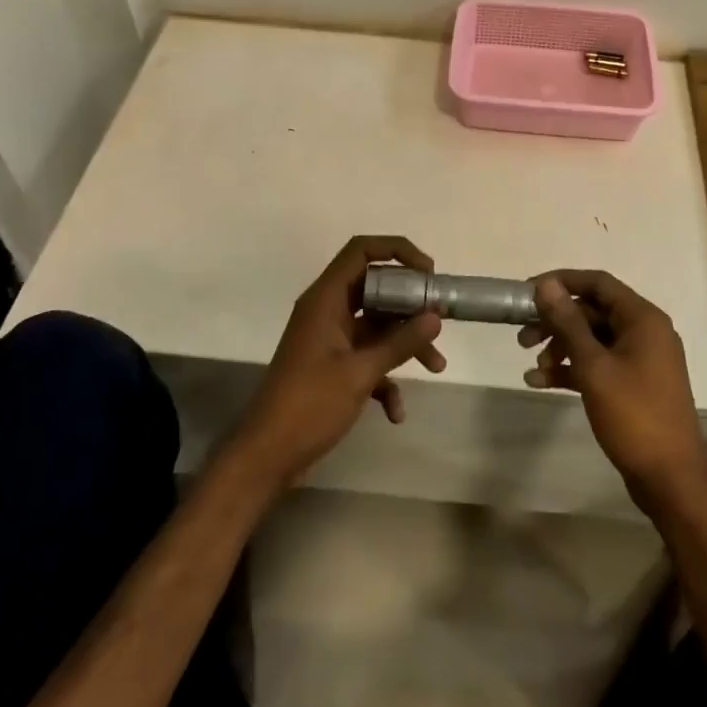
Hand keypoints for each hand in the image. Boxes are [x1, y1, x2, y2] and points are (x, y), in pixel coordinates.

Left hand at [227, 236, 445, 490]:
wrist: (266, 456)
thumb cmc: (309, 405)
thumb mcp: (360, 373)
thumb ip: (400, 342)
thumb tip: (435, 316)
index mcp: (326, 299)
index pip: (361, 250)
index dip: (397, 251)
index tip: (428, 273)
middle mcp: (327, 311)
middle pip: (375, 288)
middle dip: (410, 304)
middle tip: (439, 318)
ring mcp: (329, 339)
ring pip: (376, 326)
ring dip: (405, 344)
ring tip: (436, 367)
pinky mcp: (331, 366)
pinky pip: (367, 357)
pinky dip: (385, 378)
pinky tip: (396, 412)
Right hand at [520, 271, 706, 514]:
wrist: (671, 479)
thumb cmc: (634, 415)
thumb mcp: (594, 366)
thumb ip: (569, 322)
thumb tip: (547, 285)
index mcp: (643, 319)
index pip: (598, 283)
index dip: (562, 282)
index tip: (528, 292)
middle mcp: (645, 331)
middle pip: (593, 311)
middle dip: (556, 321)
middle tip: (523, 337)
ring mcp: (641, 359)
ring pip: (593, 339)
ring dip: (561, 347)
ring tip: (533, 365)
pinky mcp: (634, 384)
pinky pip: (599, 364)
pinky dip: (572, 369)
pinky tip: (541, 382)